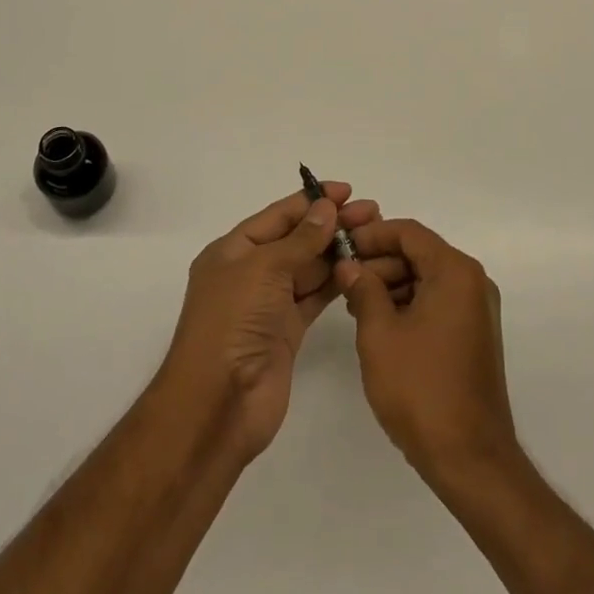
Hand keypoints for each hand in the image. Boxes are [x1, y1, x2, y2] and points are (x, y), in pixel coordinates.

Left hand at [157, 184, 398, 460]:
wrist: (219, 403)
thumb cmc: (232, 322)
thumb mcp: (263, 269)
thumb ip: (300, 239)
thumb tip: (326, 208)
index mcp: (232, 251)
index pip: (277, 216)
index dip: (310, 201)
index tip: (346, 190)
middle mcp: (250, 273)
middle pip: (296, 240)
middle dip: (331, 224)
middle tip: (372, 212)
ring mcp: (269, 304)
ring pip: (309, 267)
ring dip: (338, 251)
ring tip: (374, 235)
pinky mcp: (287, 331)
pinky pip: (314, 296)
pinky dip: (336, 282)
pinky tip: (361, 268)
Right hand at [335, 218, 519, 490]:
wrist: (470, 458)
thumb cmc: (421, 389)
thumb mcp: (379, 333)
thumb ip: (363, 289)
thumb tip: (349, 265)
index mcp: (455, 272)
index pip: (409, 232)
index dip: (371, 235)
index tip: (340, 248)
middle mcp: (473, 283)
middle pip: (419, 254)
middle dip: (379, 263)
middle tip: (342, 280)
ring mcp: (476, 311)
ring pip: (426, 279)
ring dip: (390, 285)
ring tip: (355, 306)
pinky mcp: (473, 335)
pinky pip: (436, 303)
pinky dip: (408, 305)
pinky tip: (379, 326)